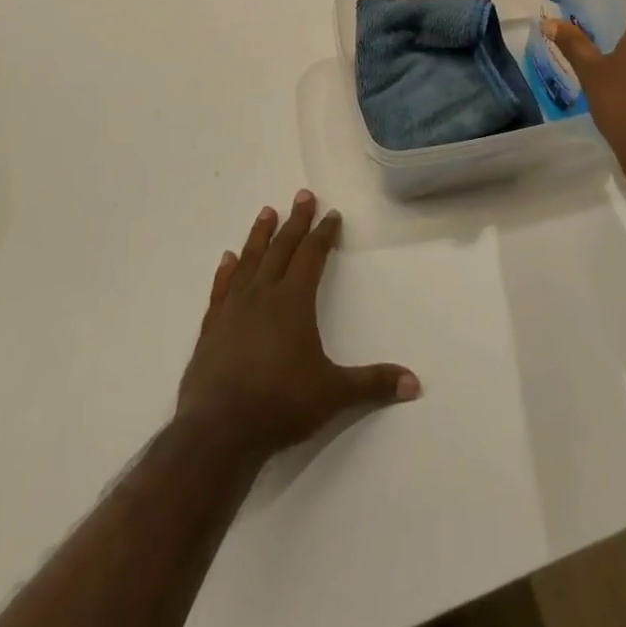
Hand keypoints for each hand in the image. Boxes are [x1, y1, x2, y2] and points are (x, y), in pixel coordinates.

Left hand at [176, 191, 418, 460]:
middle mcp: (263, 295)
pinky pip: (221, 289)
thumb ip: (372, 384)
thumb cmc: (280, 404)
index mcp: (293, 301)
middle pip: (282, 248)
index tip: (331, 214)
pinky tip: (227, 259)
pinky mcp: (210, 328)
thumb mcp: (333, 394)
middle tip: (303, 195)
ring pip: (250, 260)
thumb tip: (414, 383)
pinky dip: (226, 271)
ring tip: (266, 212)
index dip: (323, 234)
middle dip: (296, 221)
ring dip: (260, 235)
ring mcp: (233, 309)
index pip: (312, 256)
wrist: (219, 431)